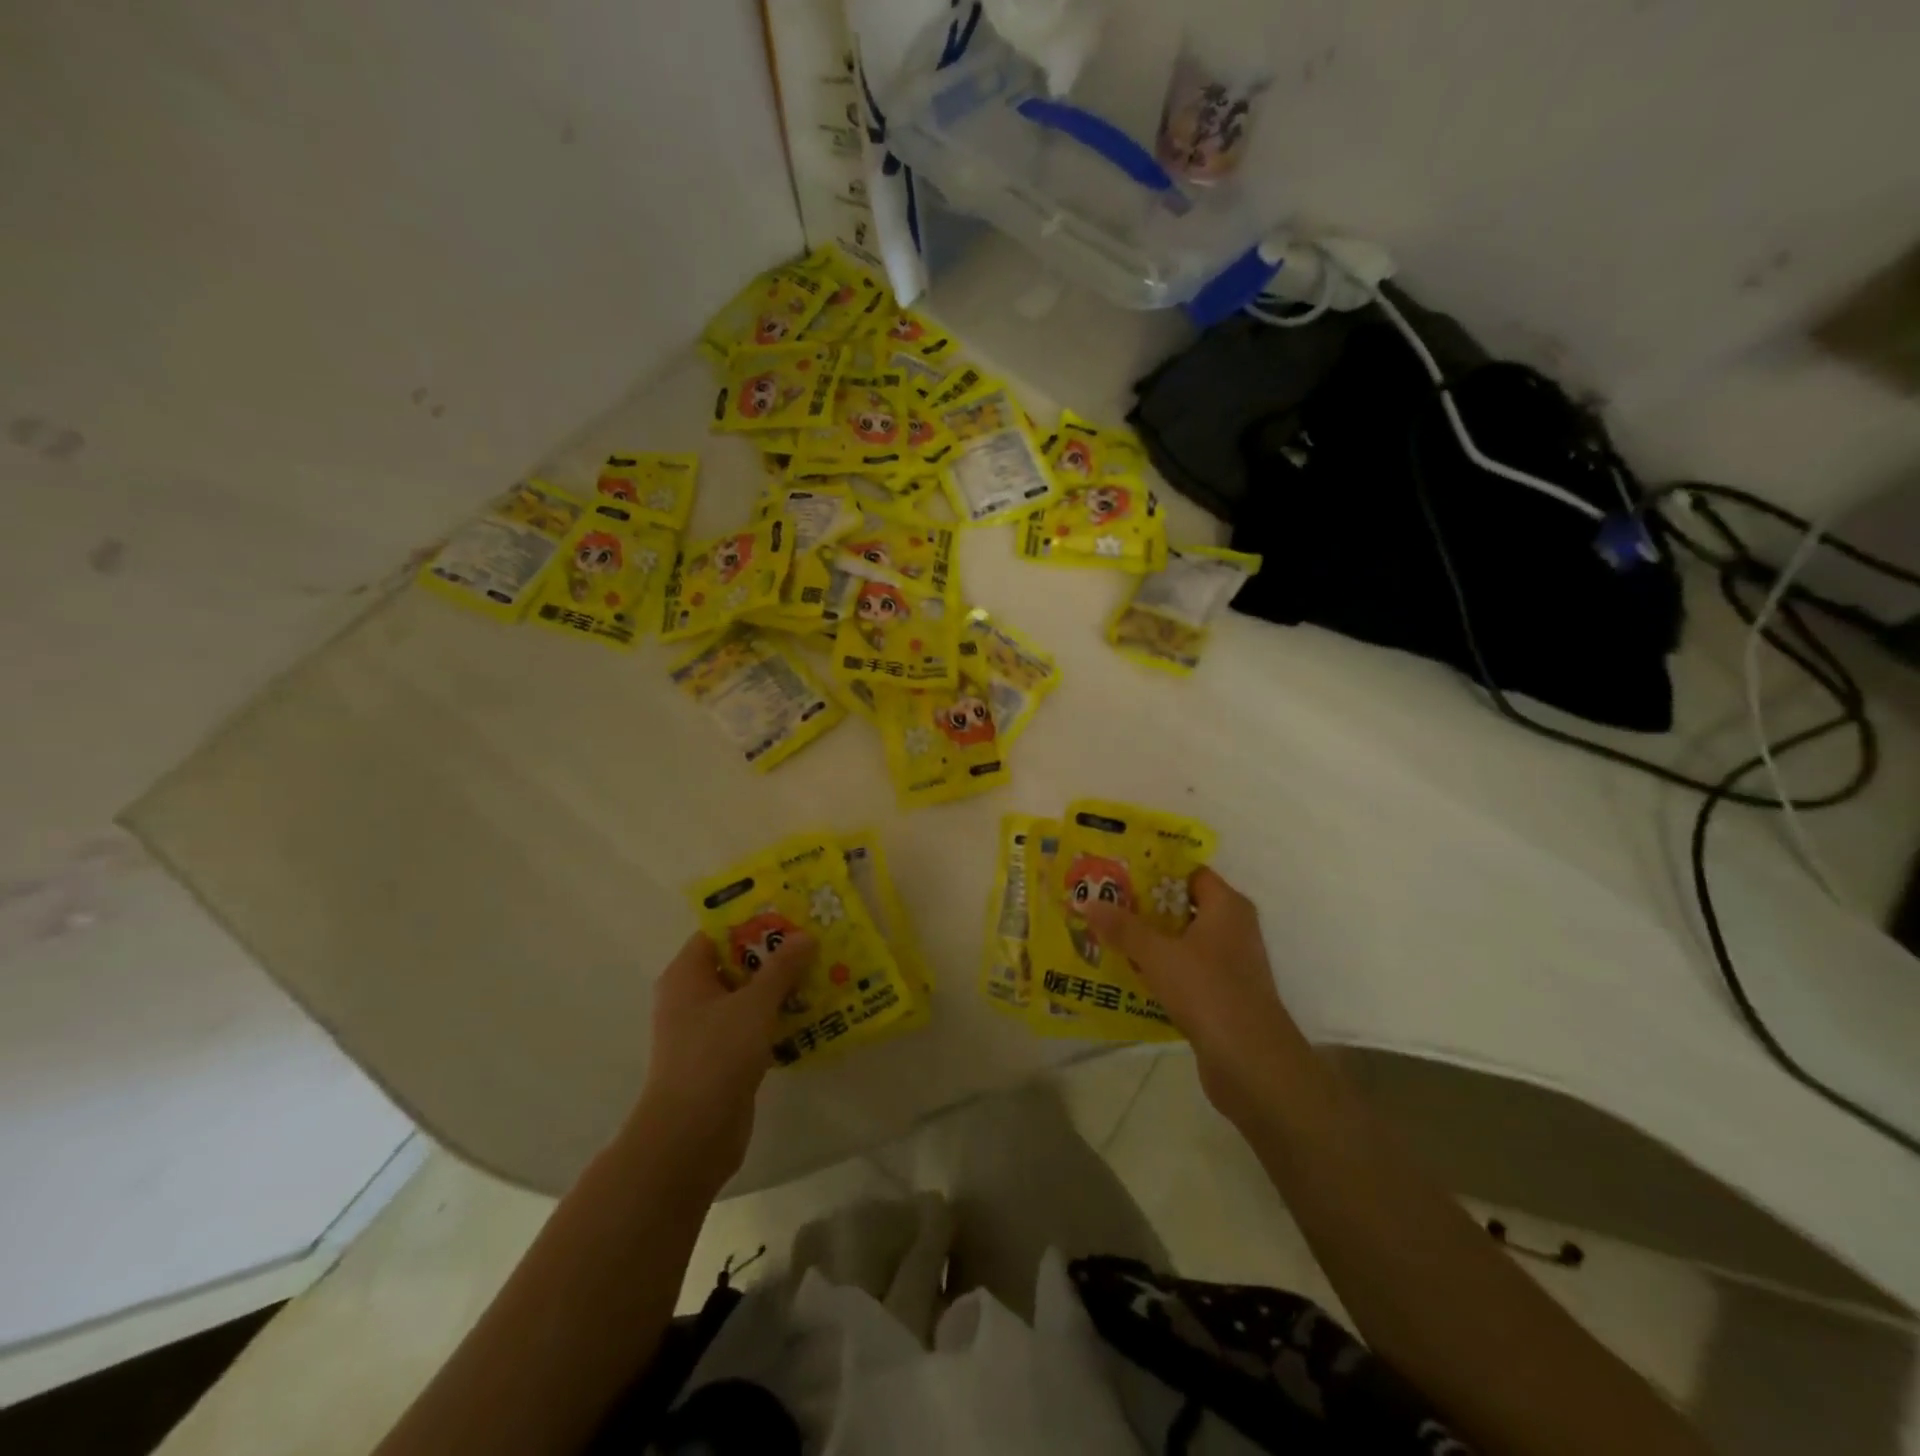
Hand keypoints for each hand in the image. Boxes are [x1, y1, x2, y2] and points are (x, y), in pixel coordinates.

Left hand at [624, 929, 815, 1192]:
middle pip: (735, 964)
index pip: (717, 934)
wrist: (691, 1136)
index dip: (752, 922)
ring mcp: (704, 1031)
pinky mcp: (721, 1059)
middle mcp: (691, 998)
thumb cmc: (716, 1055)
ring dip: (779, 988)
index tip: (790, 915)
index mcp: (686, 975)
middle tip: (814, 942)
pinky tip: (810, 1015)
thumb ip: (781, 968)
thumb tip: (804, 936)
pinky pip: (751, 1027)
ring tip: (821, 973)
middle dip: (774, 955)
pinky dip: (776, 1019)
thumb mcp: (754, 1004)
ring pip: (746, 997)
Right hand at [1082, 867, 1311, 1124]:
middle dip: (1144, 907)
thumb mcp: (1157, 954)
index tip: (1119, 872)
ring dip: (1149, 941)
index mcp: (1227, 907)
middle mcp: (1232, 929)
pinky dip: (1160, 971)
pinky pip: (1185, 972)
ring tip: (1106, 936)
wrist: (1251, 1062)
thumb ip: (1123, 928)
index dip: (1156, 871)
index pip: (1190, 874)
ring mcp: (1229, 965)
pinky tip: (1127, 975)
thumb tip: (1089, 902)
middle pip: (1182, 907)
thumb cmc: (1208, 990)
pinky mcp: (1222, 996)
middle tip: (1104, 903)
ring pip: (1182, 942)